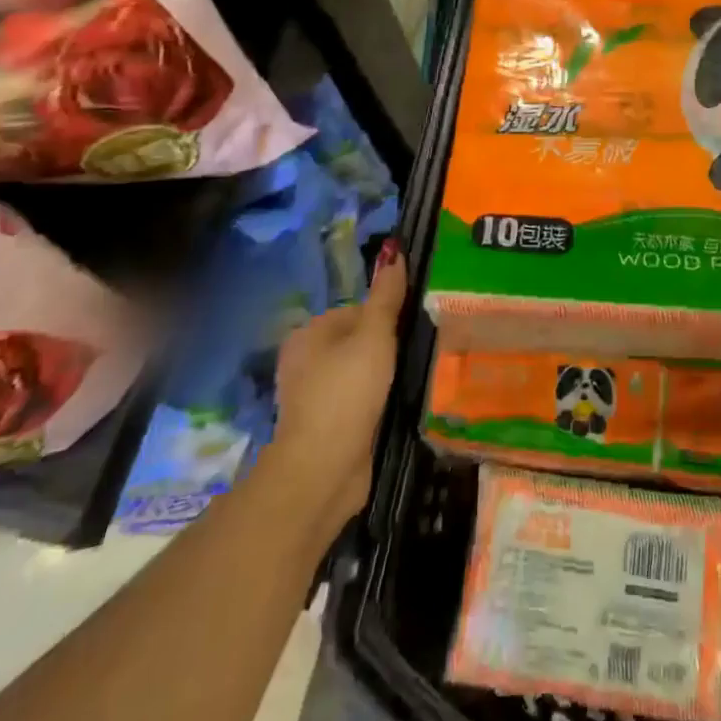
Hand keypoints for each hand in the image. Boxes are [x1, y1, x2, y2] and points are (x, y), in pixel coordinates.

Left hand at [258, 243, 407, 540]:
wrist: (322, 470)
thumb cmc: (346, 393)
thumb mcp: (374, 337)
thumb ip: (386, 297)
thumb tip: (394, 249)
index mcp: (309, 333)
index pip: (357, 310)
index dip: (386, 318)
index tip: (411, 331)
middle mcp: (305, 361)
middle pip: (358, 341)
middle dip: (386, 347)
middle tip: (416, 355)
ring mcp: (313, 396)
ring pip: (359, 372)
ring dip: (382, 376)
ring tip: (411, 380)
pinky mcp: (325, 426)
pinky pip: (357, 400)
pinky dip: (374, 402)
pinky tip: (394, 407)